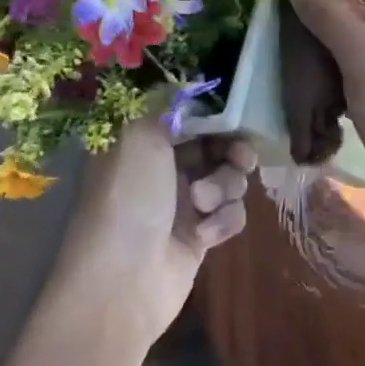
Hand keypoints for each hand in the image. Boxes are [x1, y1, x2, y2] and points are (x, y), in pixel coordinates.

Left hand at [49, 119, 254, 351]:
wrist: (123, 283)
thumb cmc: (129, 201)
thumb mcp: (139, 138)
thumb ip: (168, 105)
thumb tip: (188, 83)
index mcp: (142, 143)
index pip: (189, 117)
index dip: (215, 116)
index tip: (235, 118)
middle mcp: (162, 170)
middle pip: (215, 147)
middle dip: (231, 152)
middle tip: (240, 159)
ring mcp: (182, 204)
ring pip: (227, 180)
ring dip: (224, 188)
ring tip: (203, 206)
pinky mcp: (200, 237)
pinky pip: (230, 215)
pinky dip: (223, 222)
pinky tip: (206, 236)